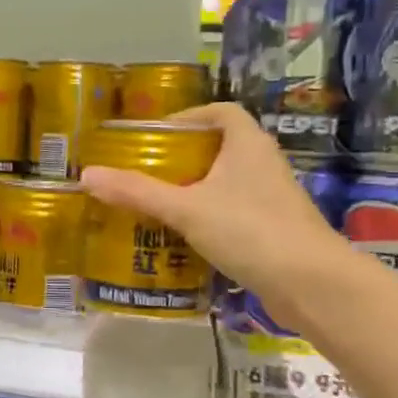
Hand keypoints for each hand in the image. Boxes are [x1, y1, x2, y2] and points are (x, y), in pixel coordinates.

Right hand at [79, 103, 352, 323]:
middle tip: (145, 172)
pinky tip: (182, 237)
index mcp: (247, 144)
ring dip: (193, 190)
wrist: (311, 284)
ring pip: (225, 183)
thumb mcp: (185, 209)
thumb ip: (137, 192)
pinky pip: (232, 213)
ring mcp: (271, 198)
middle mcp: (263, 164)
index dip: (188, 117)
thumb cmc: (249, 230)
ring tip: (155, 204)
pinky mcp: (273, 230)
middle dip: (182, 158)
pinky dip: (207, 218)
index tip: (156, 135)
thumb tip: (86, 175)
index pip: (220, 112)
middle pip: (218, 148)